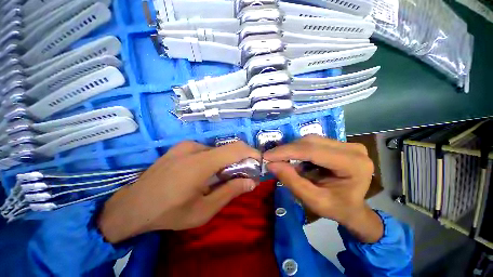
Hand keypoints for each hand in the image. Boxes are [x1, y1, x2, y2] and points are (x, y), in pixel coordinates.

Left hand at [98, 141, 260, 243]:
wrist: (132, 206)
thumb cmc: (168, 212)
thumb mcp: (203, 210)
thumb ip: (230, 192)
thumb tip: (252, 182)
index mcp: (200, 163)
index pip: (235, 149)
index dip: (251, 153)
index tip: (259, 162)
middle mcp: (194, 148)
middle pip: (228, 149)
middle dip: (241, 160)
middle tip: (242, 176)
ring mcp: (186, 145)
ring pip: (217, 150)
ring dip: (226, 162)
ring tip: (221, 178)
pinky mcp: (181, 147)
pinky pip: (206, 150)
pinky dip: (214, 160)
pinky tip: (205, 174)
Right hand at [264, 135, 382, 242]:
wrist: (353, 208)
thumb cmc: (337, 209)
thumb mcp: (313, 201)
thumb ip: (292, 181)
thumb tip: (271, 164)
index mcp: (353, 164)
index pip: (313, 151)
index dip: (287, 151)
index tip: (267, 156)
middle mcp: (352, 149)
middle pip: (311, 142)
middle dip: (287, 149)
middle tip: (270, 158)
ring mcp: (347, 144)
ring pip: (310, 140)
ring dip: (292, 149)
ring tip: (280, 159)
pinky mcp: (339, 144)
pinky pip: (313, 142)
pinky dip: (299, 150)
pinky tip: (292, 158)